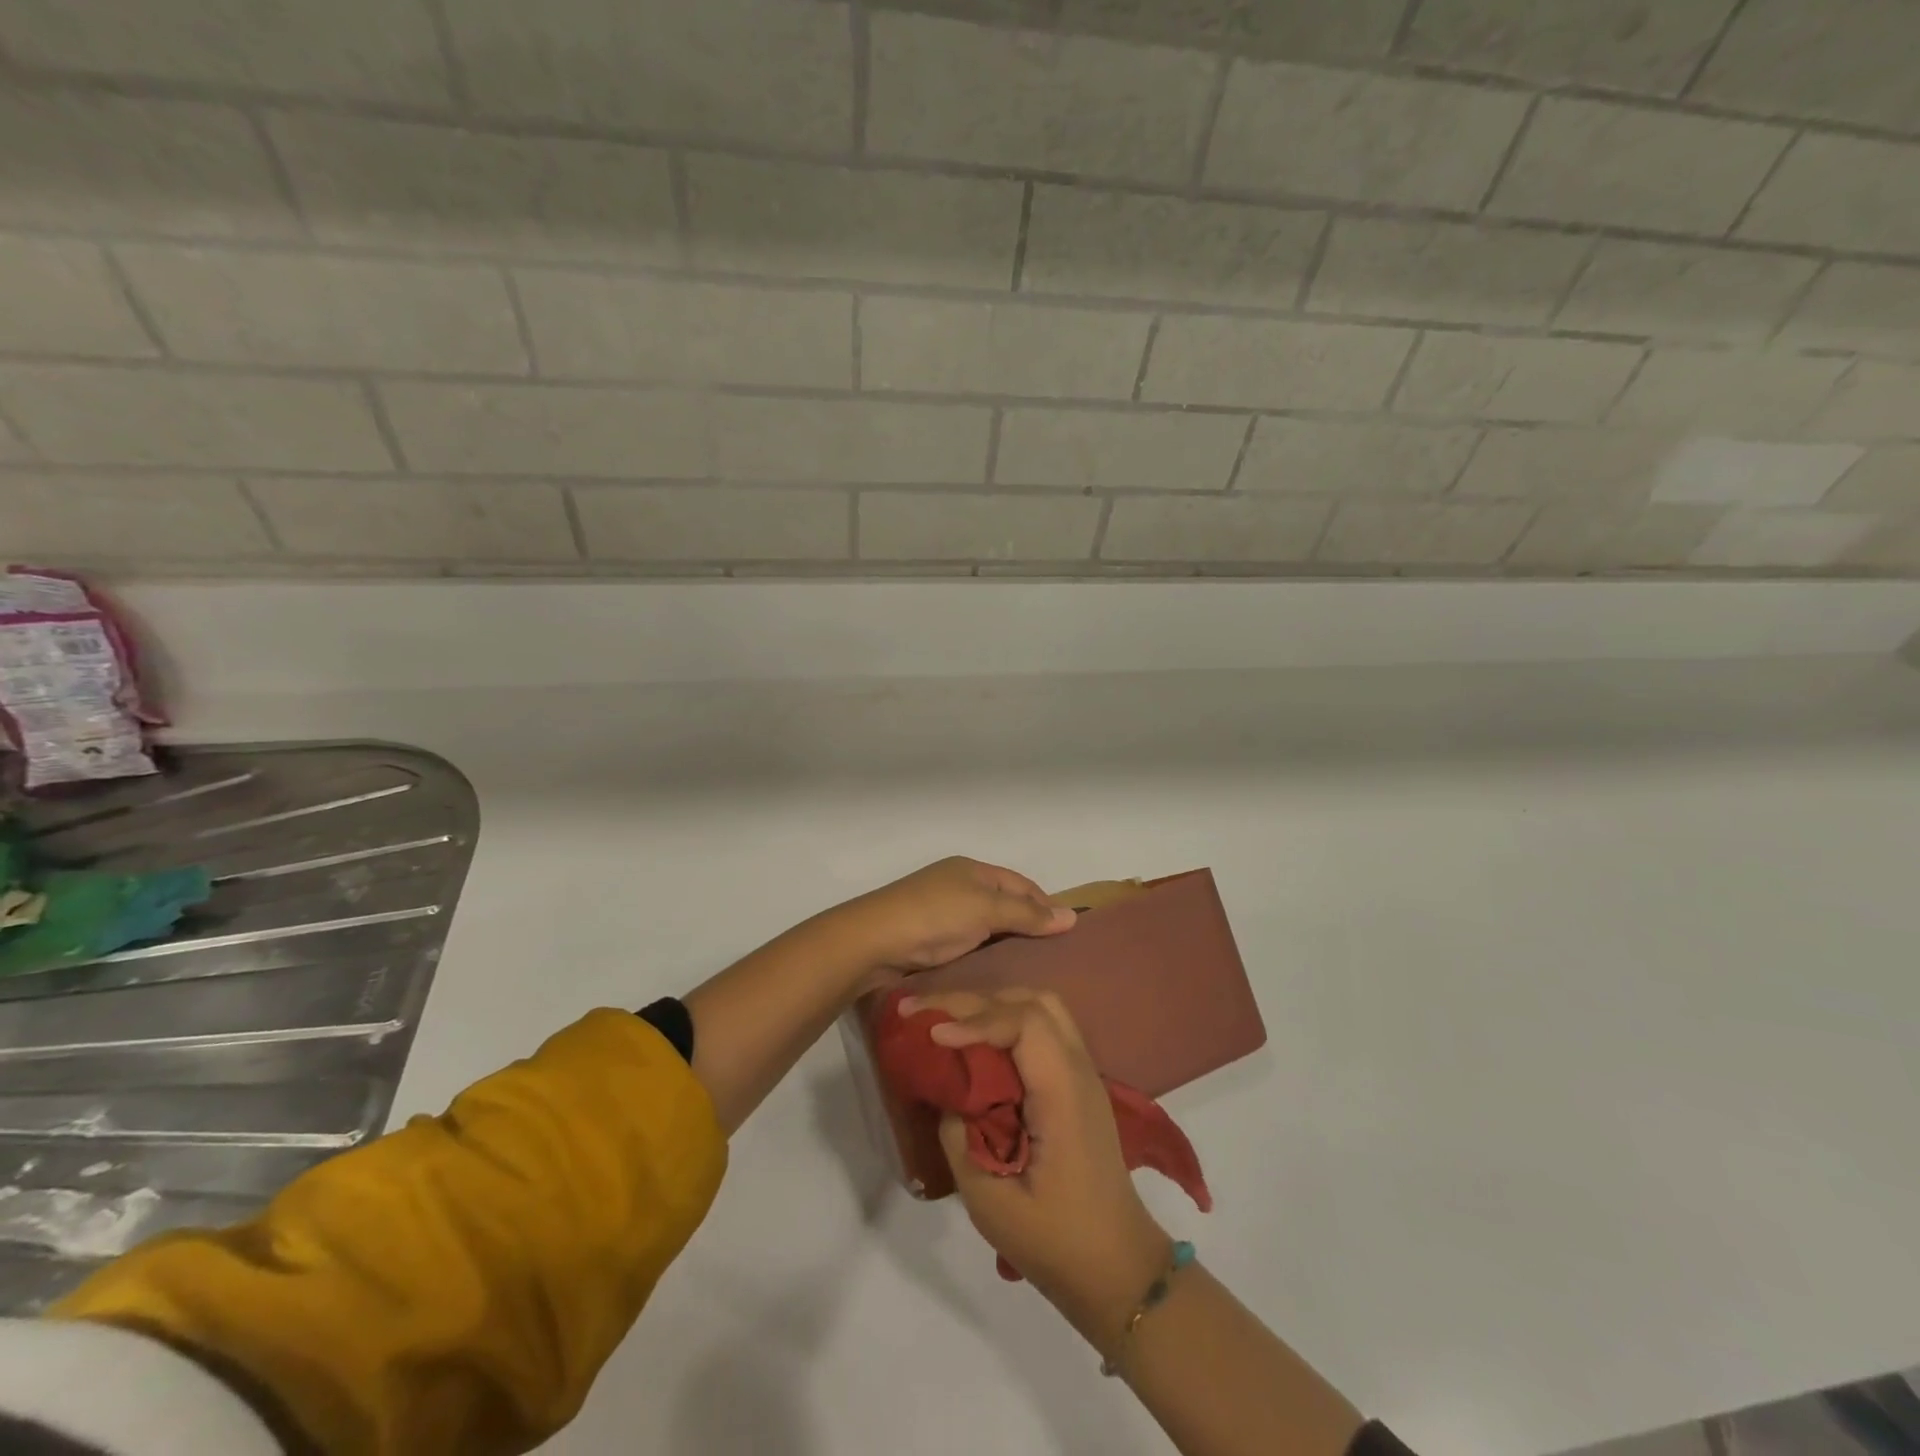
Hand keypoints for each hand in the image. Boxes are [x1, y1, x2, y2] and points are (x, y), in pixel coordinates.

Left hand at [828, 857, 1074, 984]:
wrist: (872, 941)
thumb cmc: (934, 917)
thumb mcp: (985, 910)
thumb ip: (1027, 914)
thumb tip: (1071, 916)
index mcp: (972, 870)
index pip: (1021, 884)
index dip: (1045, 905)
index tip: (1067, 934)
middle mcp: (958, 886)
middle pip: (1004, 904)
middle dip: (1027, 926)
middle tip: (1053, 958)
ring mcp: (942, 912)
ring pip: (985, 926)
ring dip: (1005, 943)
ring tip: (1031, 971)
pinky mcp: (929, 938)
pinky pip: (967, 943)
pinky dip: (984, 955)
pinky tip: (997, 975)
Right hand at [903, 988, 1171, 1349]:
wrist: (1118, 1268)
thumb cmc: (1056, 1241)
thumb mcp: (992, 1203)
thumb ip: (960, 1141)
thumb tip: (947, 1099)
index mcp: (1064, 1092)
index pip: (1024, 1023)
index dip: (975, 1019)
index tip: (934, 1035)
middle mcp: (1078, 1069)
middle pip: (1032, 1002)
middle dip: (975, 1000)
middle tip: (926, 1013)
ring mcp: (1083, 1073)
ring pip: (1041, 1008)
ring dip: (993, 1005)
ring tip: (947, 1021)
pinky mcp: (1077, 1084)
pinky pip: (1044, 1029)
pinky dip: (1007, 1022)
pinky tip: (977, 1042)